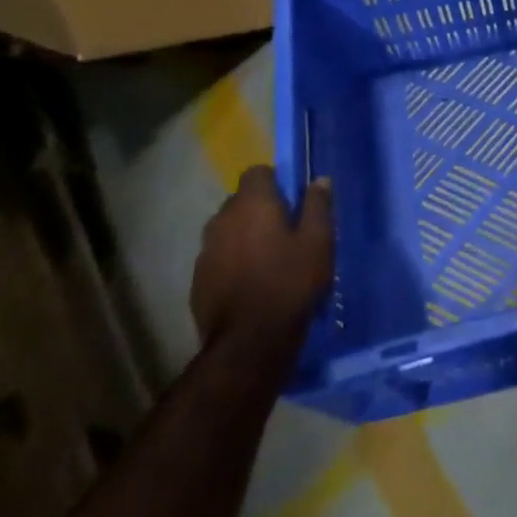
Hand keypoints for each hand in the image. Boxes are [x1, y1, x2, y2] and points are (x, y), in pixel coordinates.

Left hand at [190, 166, 333, 345]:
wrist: (248, 344)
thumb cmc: (290, 283)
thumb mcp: (318, 241)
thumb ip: (318, 205)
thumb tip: (319, 180)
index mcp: (252, 203)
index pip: (257, 172)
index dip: (275, 182)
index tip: (292, 201)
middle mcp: (222, 219)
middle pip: (240, 201)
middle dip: (259, 209)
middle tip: (285, 232)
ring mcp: (205, 251)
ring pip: (227, 231)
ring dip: (244, 237)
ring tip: (267, 260)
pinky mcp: (197, 281)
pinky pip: (218, 259)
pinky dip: (232, 263)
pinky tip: (250, 285)